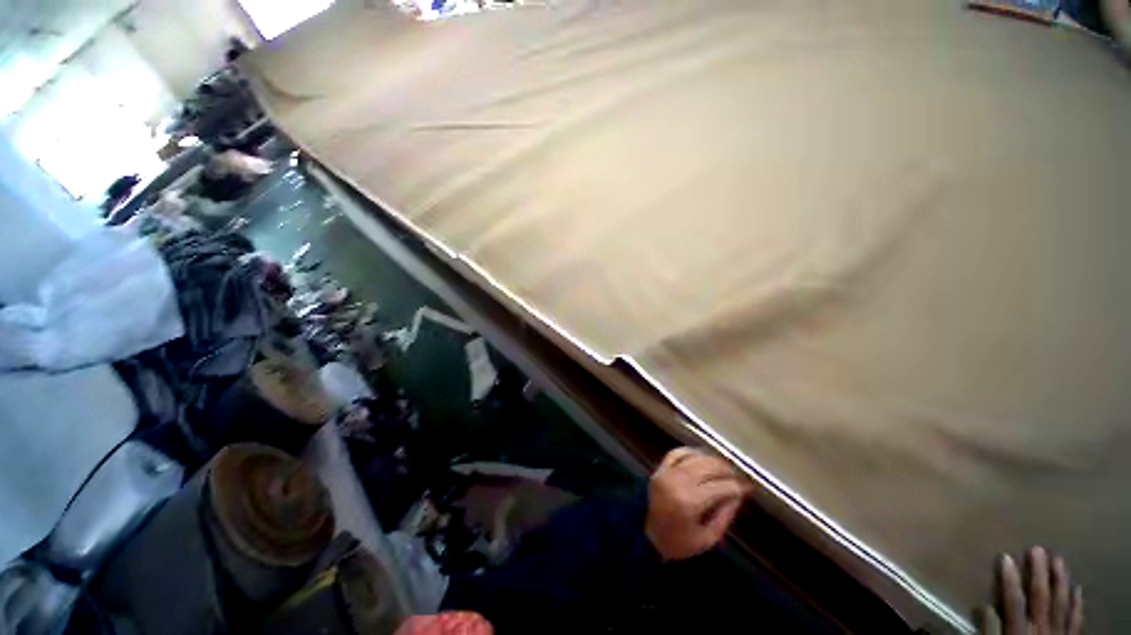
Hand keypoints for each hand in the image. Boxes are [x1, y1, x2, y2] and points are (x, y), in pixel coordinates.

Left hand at [645, 447, 749, 561]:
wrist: (647, 536)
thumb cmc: (679, 543)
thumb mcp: (707, 539)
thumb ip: (724, 516)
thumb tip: (738, 495)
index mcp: (690, 503)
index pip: (720, 487)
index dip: (737, 486)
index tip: (748, 487)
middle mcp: (678, 482)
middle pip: (708, 466)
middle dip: (726, 469)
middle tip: (737, 476)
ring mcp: (667, 473)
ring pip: (694, 457)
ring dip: (711, 459)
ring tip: (723, 467)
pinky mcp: (659, 469)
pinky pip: (676, 453)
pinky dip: (690, 452)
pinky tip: (701, 458)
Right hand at [977, 546, 1083, 634]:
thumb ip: (990, 632)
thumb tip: (985, 607)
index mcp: (1020, 631)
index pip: (1014, 600)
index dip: (1010, 579)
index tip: (1005, 556)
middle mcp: (1041, 628)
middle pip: (1042, 597)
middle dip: (1040, 573)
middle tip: (1038, 549)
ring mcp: (1059, 633)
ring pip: (1062, 603)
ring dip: (1060, 580)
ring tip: (1059, 559)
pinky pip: (1076, 619)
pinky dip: (1077, 603)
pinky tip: (1077, 588)